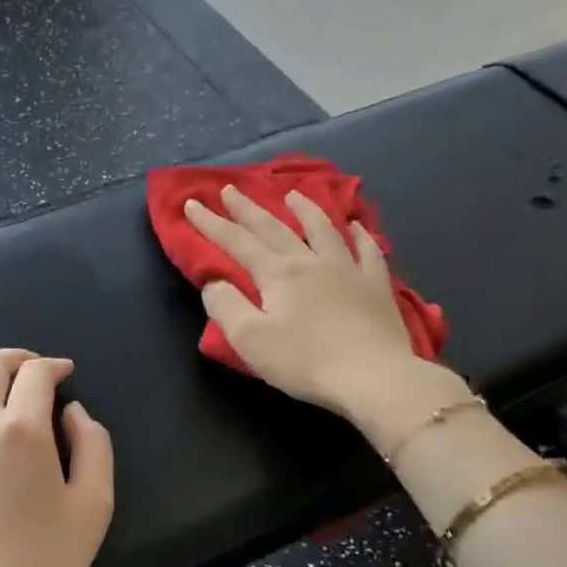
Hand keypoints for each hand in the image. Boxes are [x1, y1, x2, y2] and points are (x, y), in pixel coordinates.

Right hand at [184, 186, 469, 437]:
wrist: (374, 376)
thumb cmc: (305, 362)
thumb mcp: (250, 340)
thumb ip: (226, 307)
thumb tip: (214, 282)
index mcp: (278, 273)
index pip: (237, 242)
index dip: (211, 223)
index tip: (191, 204)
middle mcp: (311, 261)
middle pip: (274, 228)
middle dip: (247, 209)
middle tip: (230, 189)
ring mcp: (348, 269)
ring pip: (323, 229)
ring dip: (304, 209)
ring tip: (292, 194)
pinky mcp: (376, 286)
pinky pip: (367, 250)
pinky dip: (359, 234)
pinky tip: (355, 226)